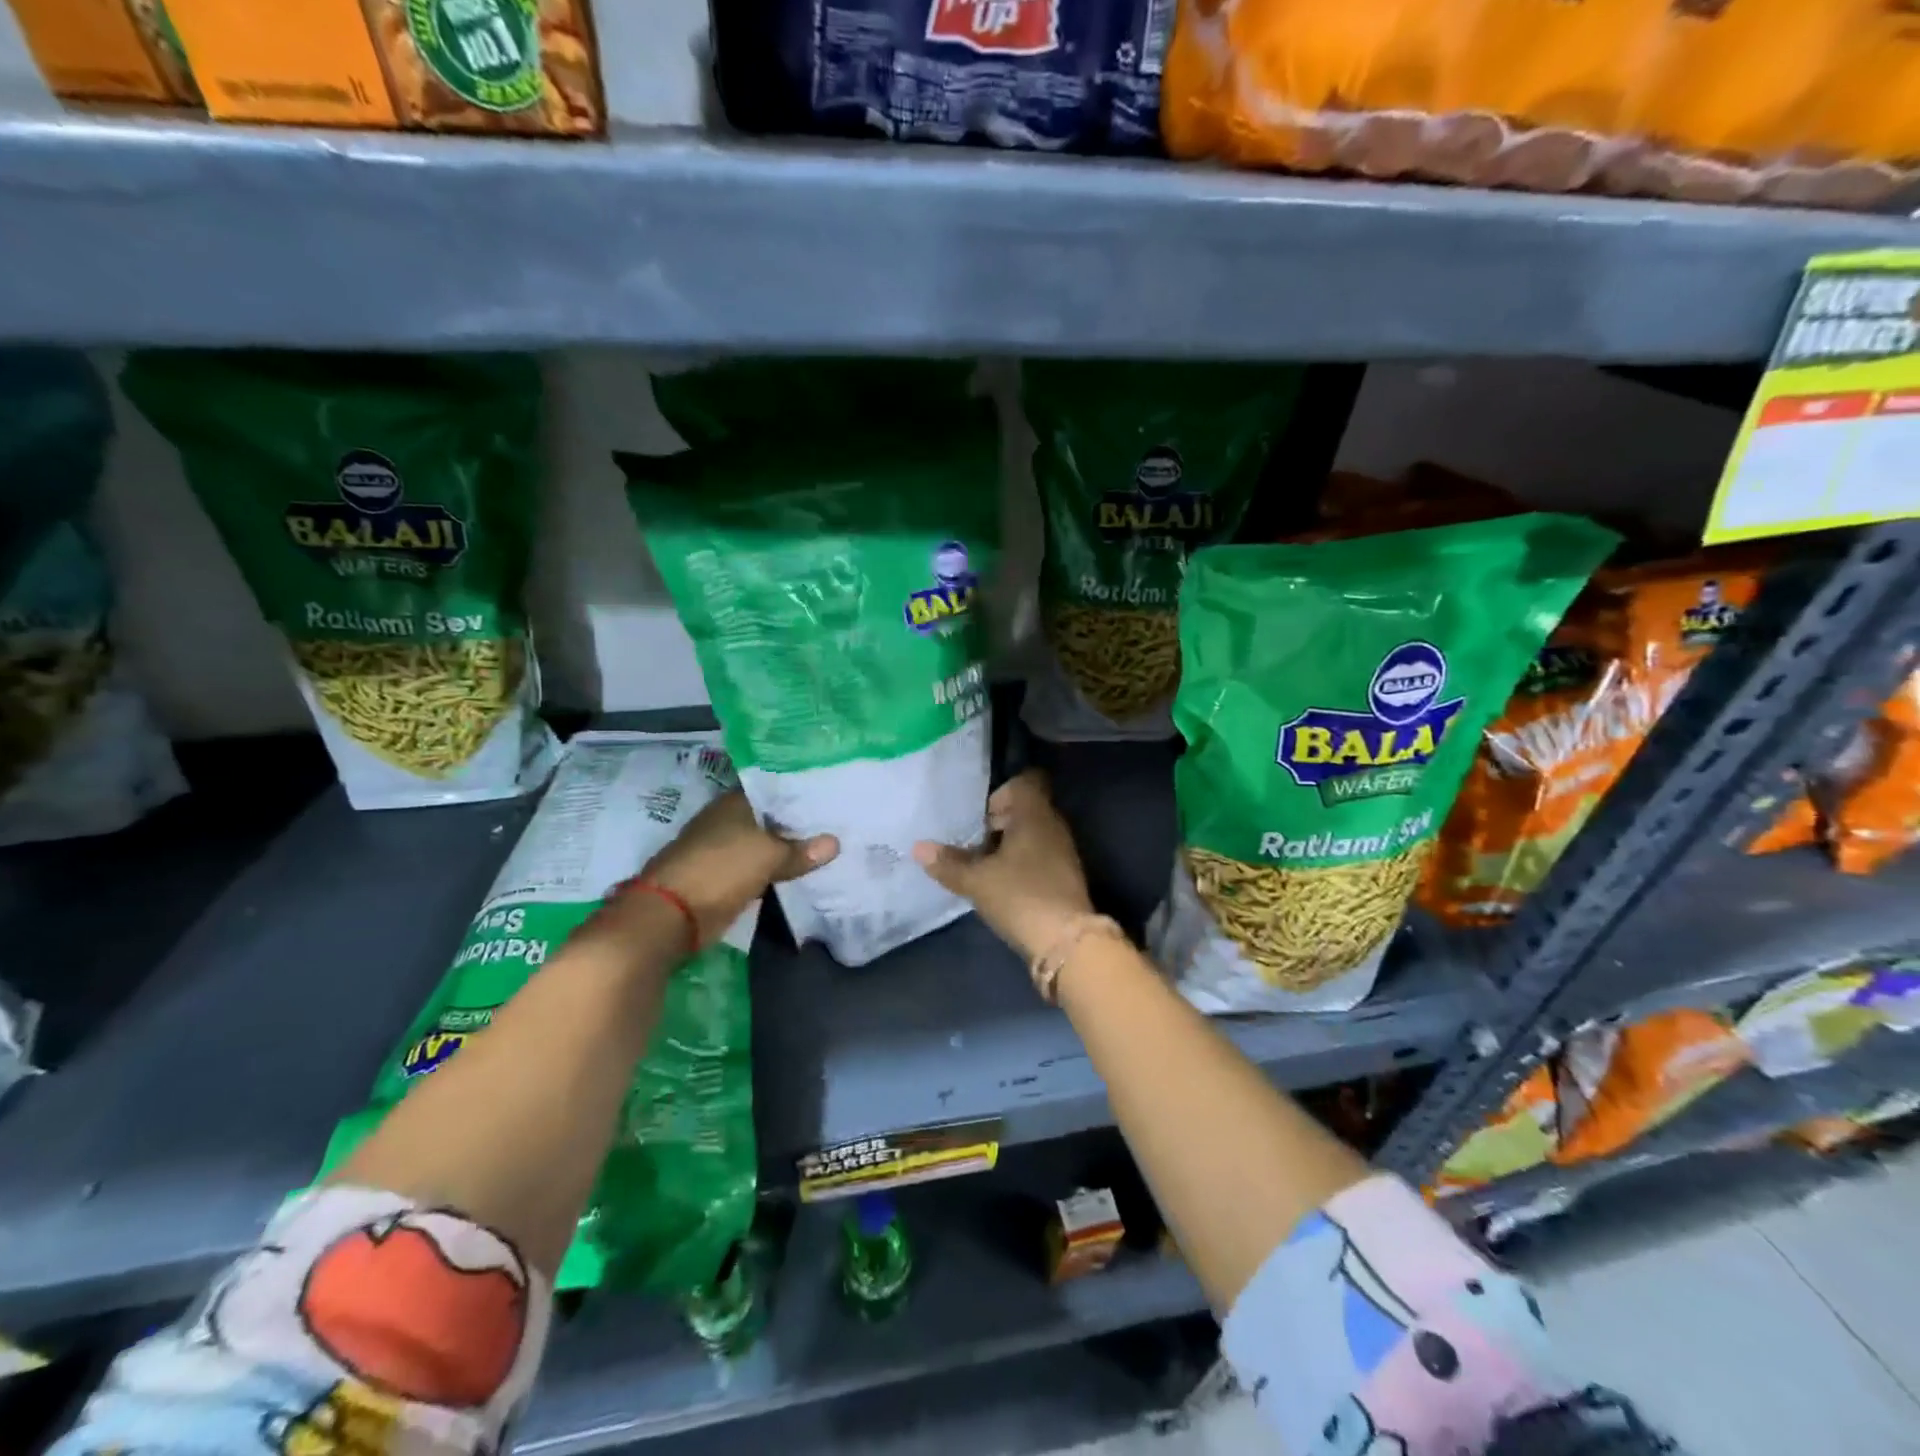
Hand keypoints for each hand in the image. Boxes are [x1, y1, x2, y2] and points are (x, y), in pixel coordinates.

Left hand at [640, 790, 837, 947]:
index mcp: (735, 803)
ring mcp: (724, 849)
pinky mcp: (724, 877)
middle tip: (839, 820)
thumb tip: (835, 843)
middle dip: (799, 821)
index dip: (802, 791)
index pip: (775, 788)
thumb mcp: (768, 856)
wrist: (671, 915)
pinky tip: (804, 870)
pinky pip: (760, 867)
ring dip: (790, 847)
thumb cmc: (720, 869)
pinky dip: (777, 869)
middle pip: (771, 817)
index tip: (832, 793)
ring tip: (829, 843)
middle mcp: (728, 820)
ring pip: (766, 843)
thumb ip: (801, 850)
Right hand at [912, 770, 1093, 962]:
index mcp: (1035, 814)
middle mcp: (1053, 825)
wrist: (1067, 941)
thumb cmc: (1020, 896)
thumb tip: (919, 847)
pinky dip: (1022, 862)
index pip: (1026, 782)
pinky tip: (1003, 884)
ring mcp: (1064, 851)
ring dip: (1009, 845)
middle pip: (1027, 809)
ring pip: (1034, 834)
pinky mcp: (1066, 876)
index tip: (981, 816)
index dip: (1002, 792)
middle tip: (973, 843)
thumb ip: (948, 863)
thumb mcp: (977, 881)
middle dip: (999, 822)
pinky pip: (1041, 855)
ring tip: (983, 866)